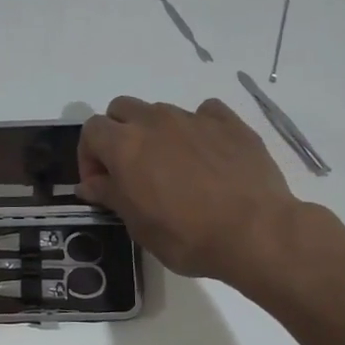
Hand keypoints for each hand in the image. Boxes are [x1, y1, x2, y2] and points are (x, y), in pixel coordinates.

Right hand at [79, 96, 331, 288]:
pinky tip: (207, 154)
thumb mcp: (138, 225)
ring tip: (172, 166)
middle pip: (121, 109)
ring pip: (160, 111)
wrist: (255, 232)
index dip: (89, 155)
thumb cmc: (187, 236)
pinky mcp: (229, 123)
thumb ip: (110, 195)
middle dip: (117, 133)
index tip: (100, 183)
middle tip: (129, 168)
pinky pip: (204, 113)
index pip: (91, 130)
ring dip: (155, 132)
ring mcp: (194, 118)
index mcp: (125, 145)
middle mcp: (155, 121)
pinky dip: (197, 128)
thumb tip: (90, 184)